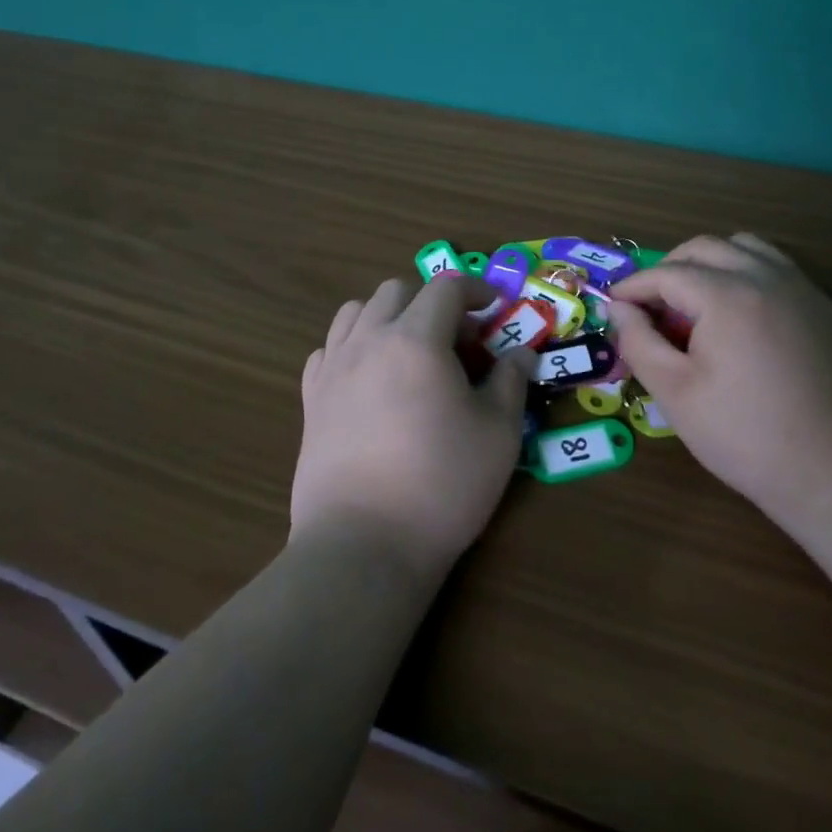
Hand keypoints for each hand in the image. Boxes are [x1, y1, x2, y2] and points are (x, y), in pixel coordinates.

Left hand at [294, 273, 535, 577]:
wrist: (363, 544)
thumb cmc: (442, 484)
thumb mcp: (498, 433)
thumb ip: (511, 382)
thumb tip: (521, 353)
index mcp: (416, 339)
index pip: (446, 287)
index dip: (476, 290)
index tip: (495, 310)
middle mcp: (369, 340)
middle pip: (397, 291)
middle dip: (432, 302)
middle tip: (457, 343)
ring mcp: (333, 367)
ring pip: (356, 311)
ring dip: (388, 317)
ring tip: (410, 354)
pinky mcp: (310, 398)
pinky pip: (328, 349)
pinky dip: (352, 347)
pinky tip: (369, 380)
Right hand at [609, 234, 831, 532]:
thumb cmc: (745, 435)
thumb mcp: (675, 393)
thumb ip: (639, 342)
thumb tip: (618, 310)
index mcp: (727, 296)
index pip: (666, 273)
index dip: (634, 287)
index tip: (614, 307)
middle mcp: (766, 278)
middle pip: (705, 248)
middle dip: (669, 269)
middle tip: (651, 307)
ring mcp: (802, 290)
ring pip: (745, 248)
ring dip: (710, 263)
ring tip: (696, 304)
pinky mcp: (824, 309)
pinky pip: (776, 268)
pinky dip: (746, 274)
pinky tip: (738, 319)